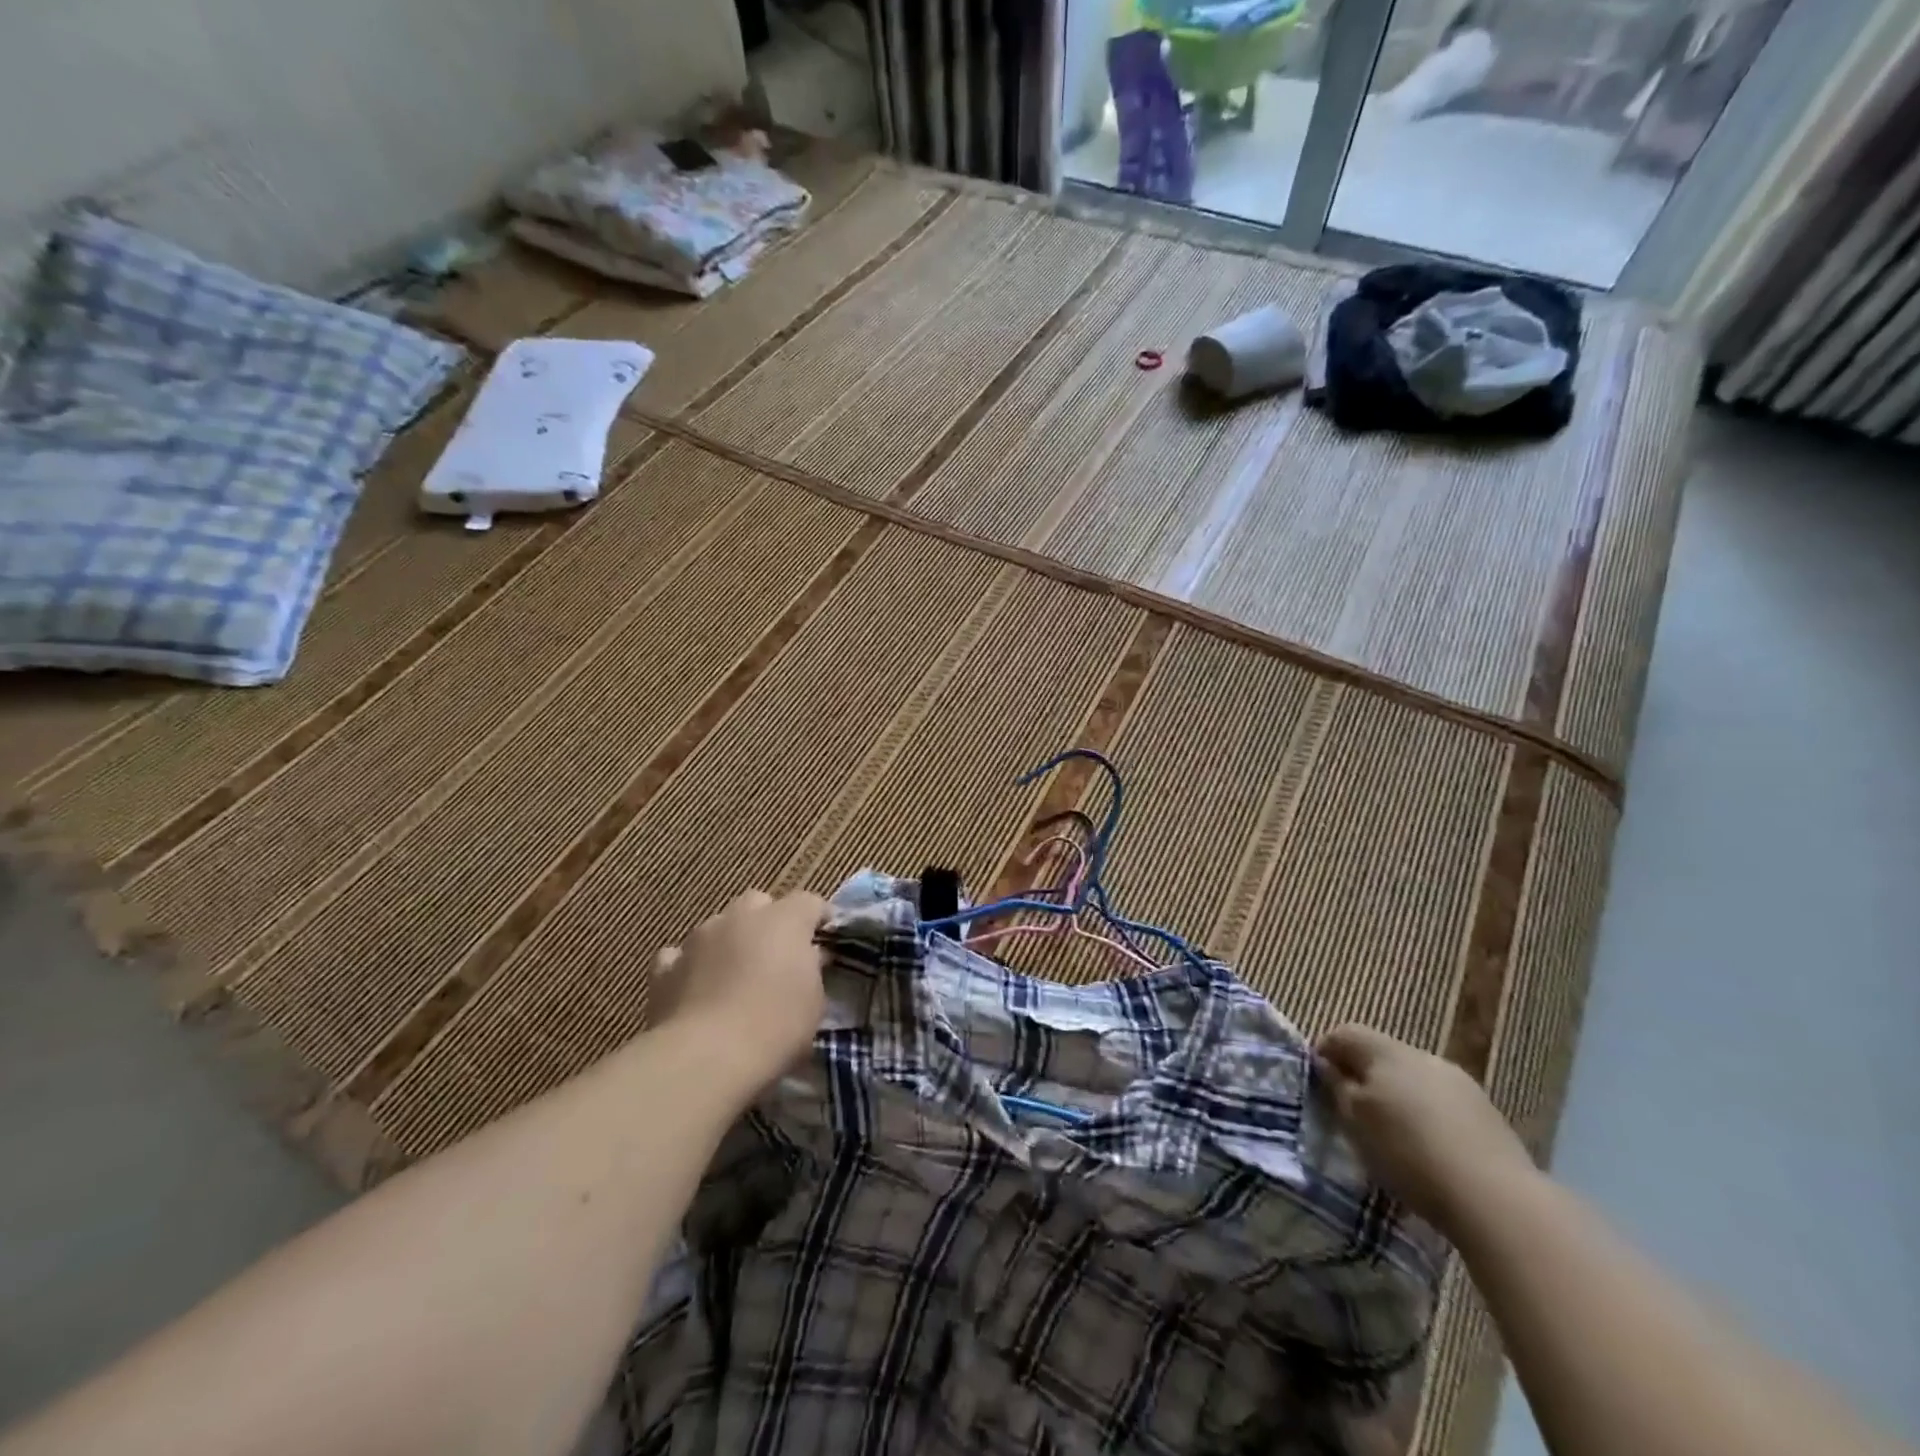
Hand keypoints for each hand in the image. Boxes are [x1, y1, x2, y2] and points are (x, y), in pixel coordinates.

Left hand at [650, 890, 827, 1087]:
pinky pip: (680, 956)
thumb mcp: (815, 1001)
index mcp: (784, 920)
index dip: (819, 918)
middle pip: (759, 903)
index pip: (809, 902)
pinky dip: (690, 966)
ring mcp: (698, 938)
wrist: (706, 1058)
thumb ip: (812, 969)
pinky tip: (695, 989)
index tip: (826, 940)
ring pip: (719, 926)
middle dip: (769, 922)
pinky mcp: (664, 968)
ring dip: (730, 942)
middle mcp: (740, 917)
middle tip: (778, 956)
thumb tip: (808, 956)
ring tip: (735, 976)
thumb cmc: (775, 1026)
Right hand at [1316, 1023, 1537, 1233]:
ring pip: (1413, 1080)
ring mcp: (1461, 1084)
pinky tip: (1428, 1152)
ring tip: (1391, 1136)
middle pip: (1381, 1055)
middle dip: (1363, 1077)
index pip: (1343, 1033)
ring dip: (1397, 1098)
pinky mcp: (1488, 1115)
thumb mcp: (1354, 1122)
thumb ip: (1336, 1088)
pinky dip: (1427, 1119)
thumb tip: (1326, 1066)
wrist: (1497, 1200)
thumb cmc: (1408, 1152)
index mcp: (1386, 1050)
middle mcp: (1423, 1056)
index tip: (1316, 1084)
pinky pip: (1442, 1105)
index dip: (1324, 1053)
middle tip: (1350, 1113)